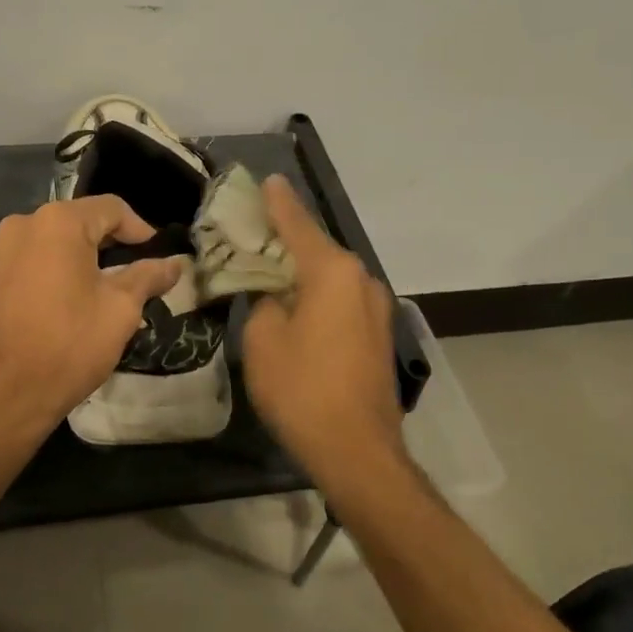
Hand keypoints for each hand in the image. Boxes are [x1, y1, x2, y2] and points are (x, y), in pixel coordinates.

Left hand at [0, 196, 184, 446]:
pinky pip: (18, 267)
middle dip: (104, 244)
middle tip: (127, 275)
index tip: (154, 252)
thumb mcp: (120, 310)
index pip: (109, 208)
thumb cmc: (68, 347)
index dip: (138, 227)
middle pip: (73, 223)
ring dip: (69, 261)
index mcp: (57, 223)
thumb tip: (176, 263)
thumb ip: (148, 277)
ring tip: (88, 294)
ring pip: (43, 245)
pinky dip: (40, 277)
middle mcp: (18, 226)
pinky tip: (50, 309)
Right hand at [242, 176, 403, 473]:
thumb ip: (263, 302)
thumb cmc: (303, 389)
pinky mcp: (378, 334)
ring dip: (302, 270)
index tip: (267, 180)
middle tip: (255, 231)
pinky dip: (318, 294)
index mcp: (332, 271)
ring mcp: (376, 307)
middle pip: (316, 248)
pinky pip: (341, 299)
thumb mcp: (262, 340)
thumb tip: (275, 295)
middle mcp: (361, 279)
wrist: (357, 451)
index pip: (297, 225)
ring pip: (331, 276)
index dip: (277, 203)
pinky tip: (298, 304)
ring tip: (271, 270)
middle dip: (286, 239)